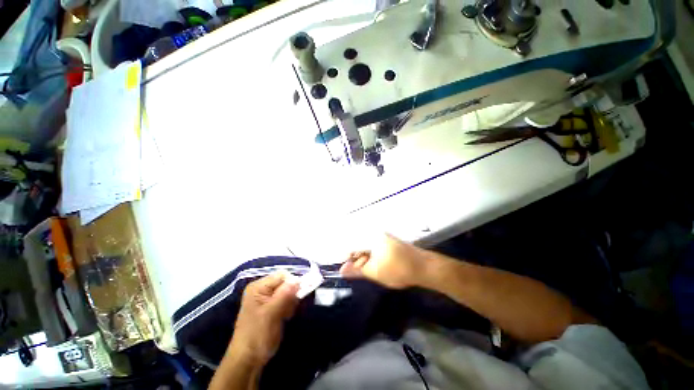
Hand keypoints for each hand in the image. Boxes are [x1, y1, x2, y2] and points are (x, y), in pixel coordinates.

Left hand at [228, 272, 299, 365]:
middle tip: (289, 310)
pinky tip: (286, 317)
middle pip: (286, 282)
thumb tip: (298, 280)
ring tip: (286, 315)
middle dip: (292, 294)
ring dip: (291, 302)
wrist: (248, 360)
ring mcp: (267, 298)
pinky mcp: (272, 307)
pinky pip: (286, 300)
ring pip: (288, 291)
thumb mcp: (271, 314)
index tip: (297, 297)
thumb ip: (285, 294)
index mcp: (259, 287)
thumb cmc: (257, 335)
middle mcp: (263, 289)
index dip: (292, 282)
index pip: (282, 275)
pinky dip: (289, 307)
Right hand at [340, 234, 428, 288]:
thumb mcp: (374, 272)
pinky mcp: (389, 242)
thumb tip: (341, 270)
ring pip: (367, 248)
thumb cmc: (398, 269)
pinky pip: (375, 248)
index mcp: (371, 237)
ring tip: (369, 271)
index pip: (351, 245)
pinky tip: (376, 267)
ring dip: (365, 260)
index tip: (344, 270)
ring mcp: (383, 237)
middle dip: (357, 260)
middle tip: (359, 273)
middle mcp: (376, 234)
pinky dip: (372, 258)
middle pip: (358, 245)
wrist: (425, 267)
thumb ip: (356, 270)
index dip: (347, 258)